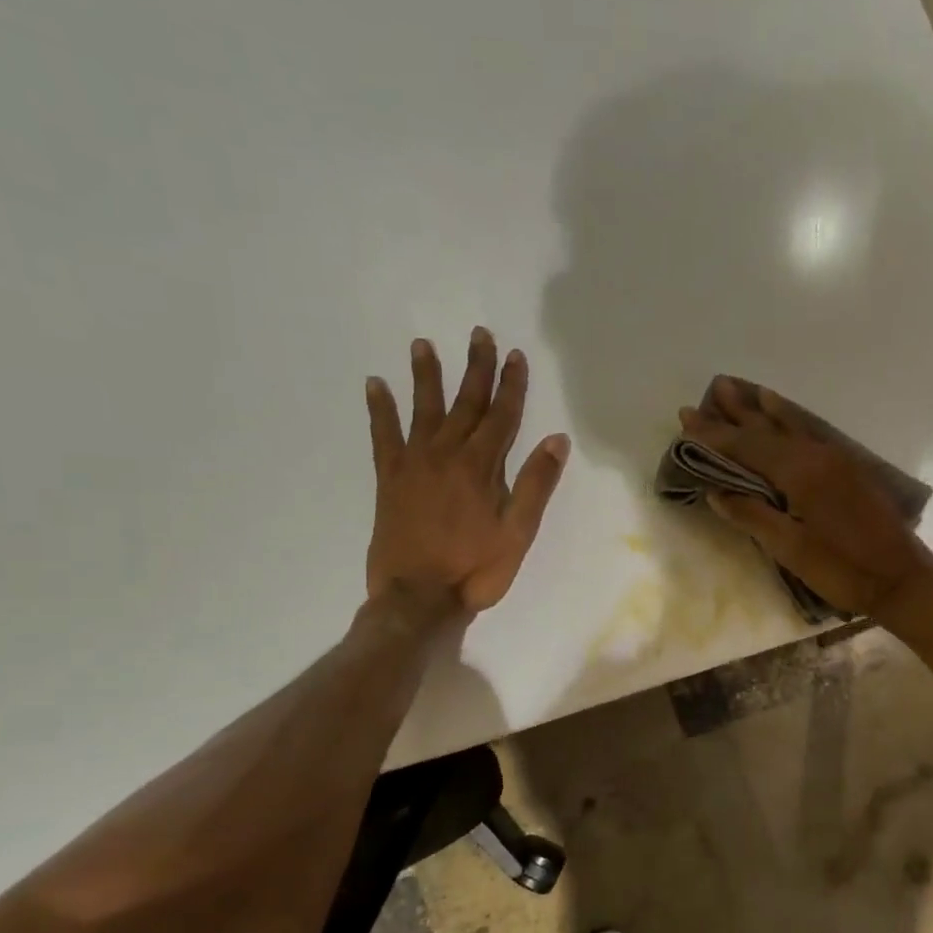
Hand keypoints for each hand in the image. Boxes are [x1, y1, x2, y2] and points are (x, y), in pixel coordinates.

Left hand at [364, 328, 569, 620]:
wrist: (419, 597)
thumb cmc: (476, 569)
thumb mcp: (518, 532)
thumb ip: (535, 484)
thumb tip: (557, 439)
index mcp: (482, 467)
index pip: (502, 416)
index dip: (511, 384)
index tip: (516, 355)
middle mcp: (447, 455)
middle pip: (465, 403)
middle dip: (475, 368)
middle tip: (479, 334)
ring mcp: (414, 464)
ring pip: (423, 410)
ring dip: (426, 376)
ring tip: (423, 345)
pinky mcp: (389, 479)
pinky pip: (383, 435)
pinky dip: (379, 409)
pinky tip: (375, 385)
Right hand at [679, 377, 932, 626]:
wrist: (902, 579)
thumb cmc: (842, 570)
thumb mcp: (791, 549)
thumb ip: (752, 516)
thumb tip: (715, 492)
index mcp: (800, 473)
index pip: (747, 447)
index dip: (714, 435)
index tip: (686, 418)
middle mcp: (817, 455)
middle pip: (767, 430)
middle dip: (734, 415)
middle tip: (707, 394)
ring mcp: (836, 459)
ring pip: (790, 426)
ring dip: (762, 410)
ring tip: (740, 390)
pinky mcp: (848, 469)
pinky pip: (808, 433)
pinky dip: (789, 419)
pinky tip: (783, 414)